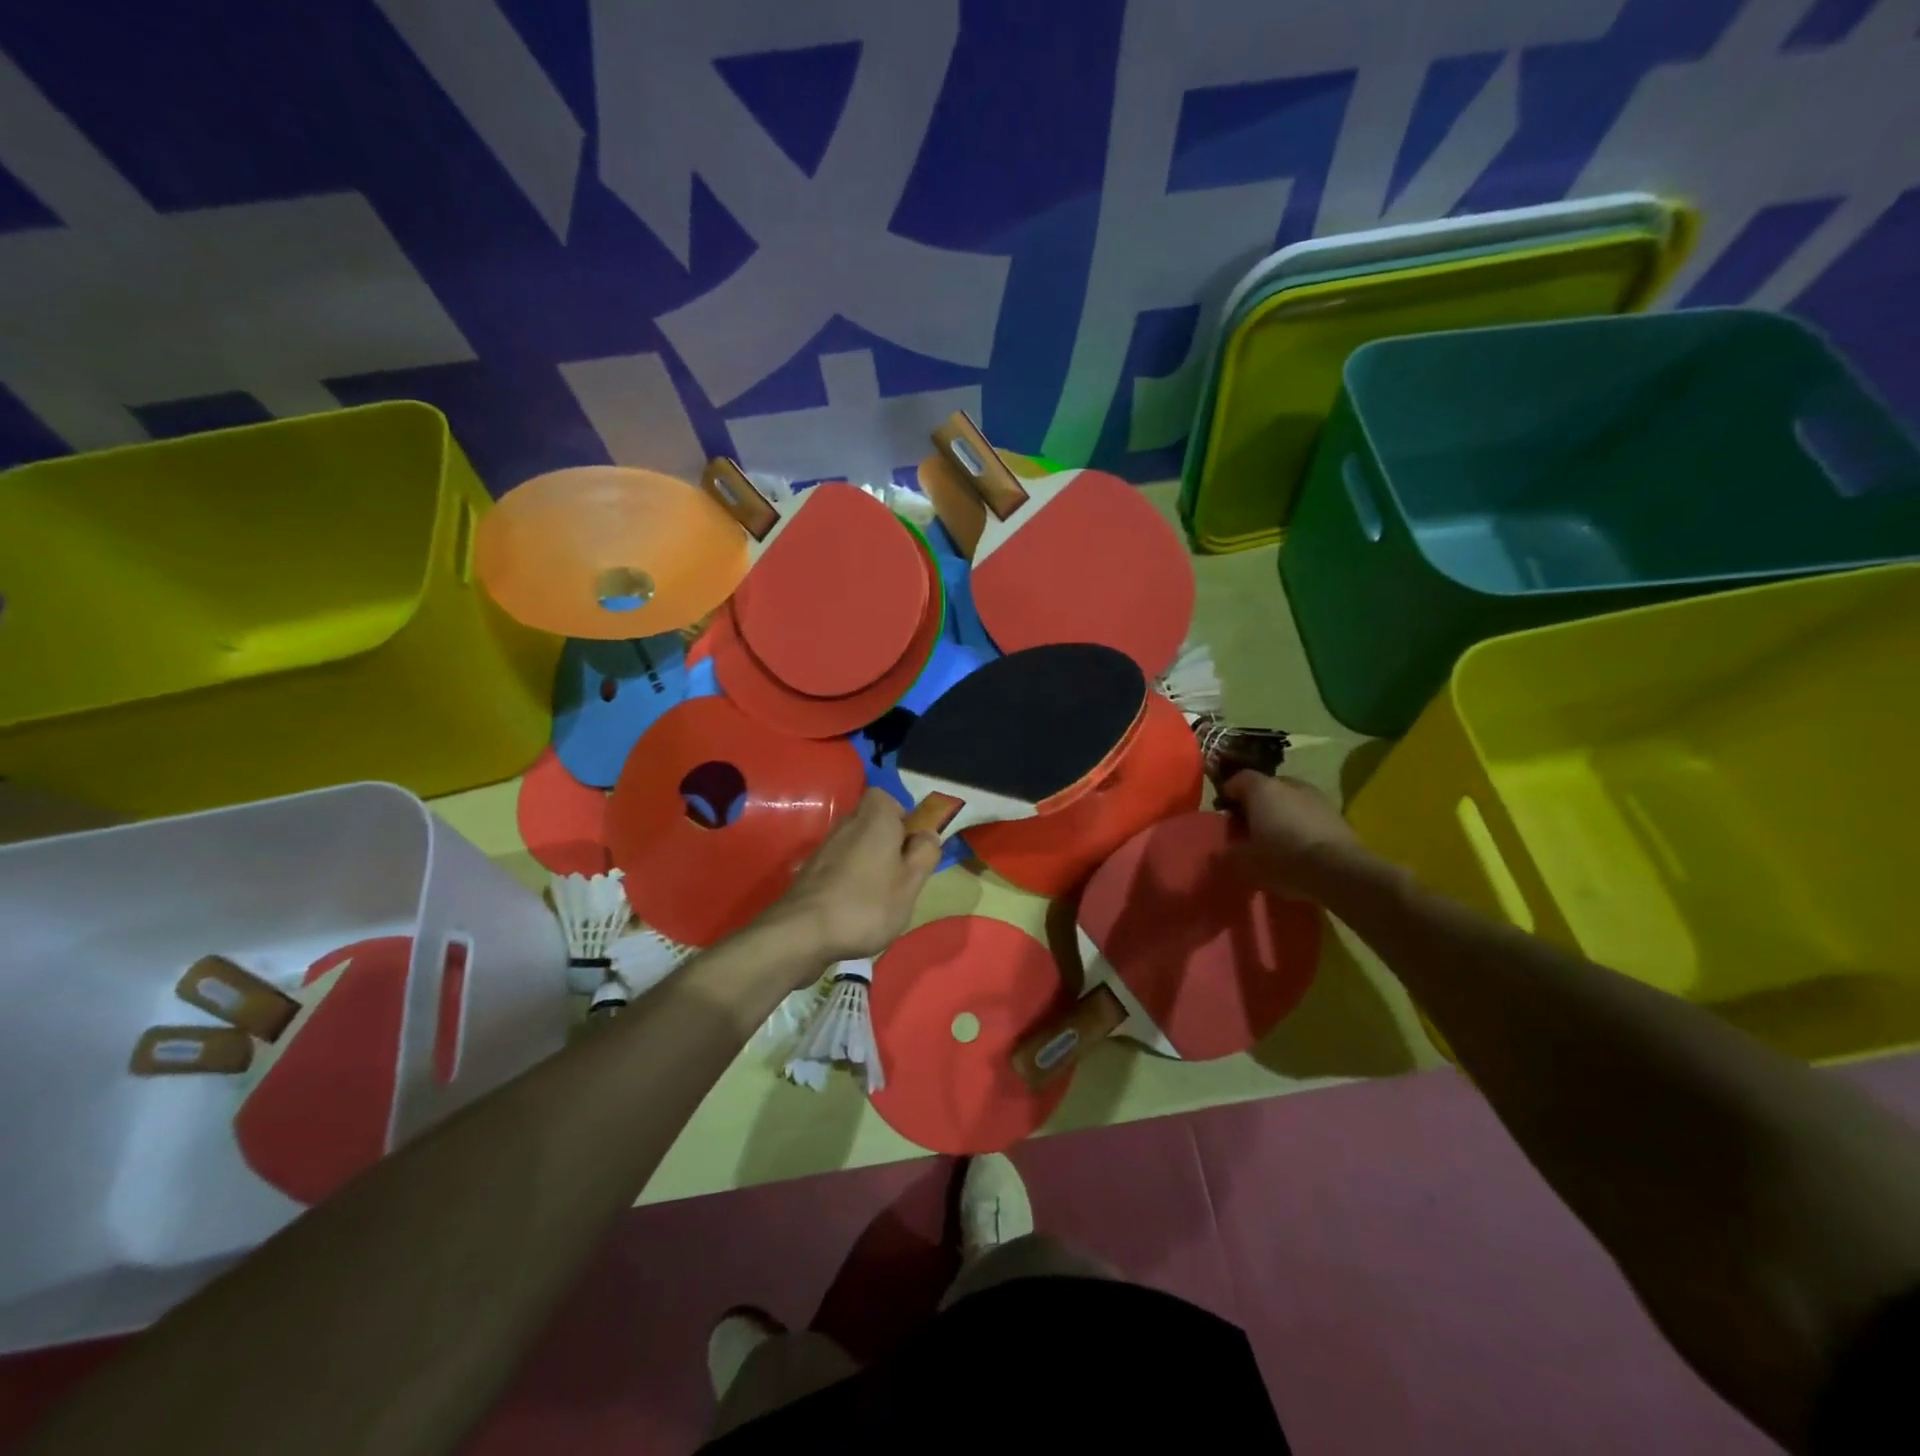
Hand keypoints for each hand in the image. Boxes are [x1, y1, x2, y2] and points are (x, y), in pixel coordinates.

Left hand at [767, 790, 942, 964]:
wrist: (803, 932)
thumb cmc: (868, 904)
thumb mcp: (911, 883)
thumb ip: (925, 854)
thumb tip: (928, 834)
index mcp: (876, 818)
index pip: (888, 798)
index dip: (903, 818)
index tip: (912, 845)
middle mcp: (848, 823)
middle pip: (872, 822)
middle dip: (888, 842)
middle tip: (901, 873)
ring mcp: (825, 846)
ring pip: (856, 843)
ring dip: (869, 861)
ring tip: (879, 895)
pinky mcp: (811, 869)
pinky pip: (840, 863)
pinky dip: (850, 877)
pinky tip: (855, 905)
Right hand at [1221, 772, 1372, 900]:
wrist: (1339, 871)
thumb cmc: (1283, 858)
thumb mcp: (1245, 861)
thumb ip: (1230, 851)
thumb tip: (1224, 850)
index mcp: (1261, 789)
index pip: (1238, 779)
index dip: (1228, 795)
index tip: (1226, 815)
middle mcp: (1288, 784)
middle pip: (1265, 788)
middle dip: (1256, 804)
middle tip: (1250, 829)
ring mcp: (1316, 796)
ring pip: (1290, 799)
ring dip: (1281, 813)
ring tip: (1277, 838)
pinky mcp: (1336, 813)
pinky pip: (1309, 813)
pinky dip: (1301, 823)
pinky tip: (1301, 846)